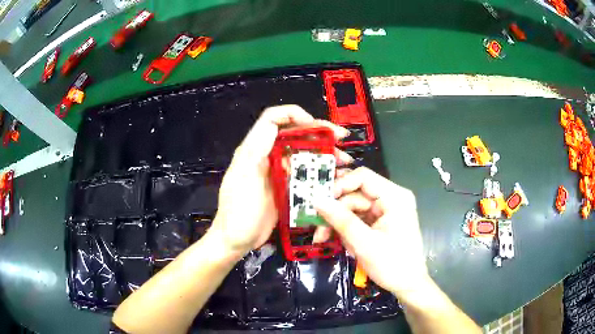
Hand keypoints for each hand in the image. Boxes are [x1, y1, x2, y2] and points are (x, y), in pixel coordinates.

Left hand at [211, 105, 350, 257]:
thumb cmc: (238, 213)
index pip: (272, 119)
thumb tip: (273, 128)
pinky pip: (303, 173)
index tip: (316, 126)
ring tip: (343, 161)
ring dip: (323, 153)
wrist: (235, 241)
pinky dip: (319, 172)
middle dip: (318, 134)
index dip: (294, 114)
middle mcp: (265, 156)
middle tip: (341, 140)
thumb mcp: (244, 180)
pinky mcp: (283, 187)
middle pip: (293, 134)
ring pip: (301, 154)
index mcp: (254, 150)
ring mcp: (275, 172)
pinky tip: (334, 177)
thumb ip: (256, 153)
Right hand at [314, 167, 430, 301]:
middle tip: (316, 228)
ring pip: (352, 208)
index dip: (340, 185)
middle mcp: (390, 198)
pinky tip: (335, 240)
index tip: (320, 201)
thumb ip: (341, 220)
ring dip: (336, 223)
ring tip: (322, 239)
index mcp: (395, 197)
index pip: (363, 177)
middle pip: (355, 195)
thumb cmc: (392, 264)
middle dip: (334, 211)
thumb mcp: (364, 243)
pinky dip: (344, 229)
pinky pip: (357, 219)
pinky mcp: (379, 222)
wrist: (408, 285)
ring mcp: (385, 211)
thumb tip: (317, 200)